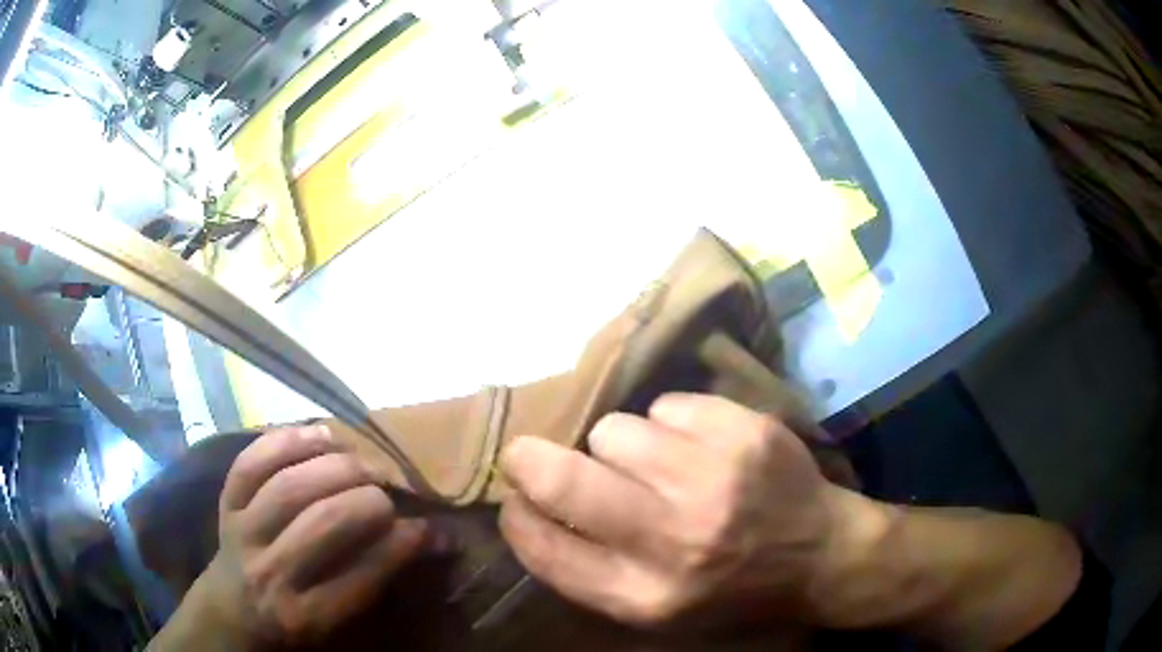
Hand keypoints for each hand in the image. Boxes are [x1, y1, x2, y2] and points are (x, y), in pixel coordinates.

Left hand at [175, 425, 432, 649]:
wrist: (234, 606)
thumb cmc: (299, 617)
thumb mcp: (340, 617)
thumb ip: (381, 577)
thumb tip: (440, 538)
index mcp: (307, 614)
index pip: (361, 575)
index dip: (400, 544)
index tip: (427, 526)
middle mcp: (270, 573)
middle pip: (323, 523)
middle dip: (367, 500)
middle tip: (388, 492)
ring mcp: (242, 533)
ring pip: (288, 487)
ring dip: (334, 466)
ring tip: (360, 463)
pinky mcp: (226, 504)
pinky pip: (252, 462)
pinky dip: (288, 441)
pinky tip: (320, 436)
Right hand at [498, 393, 871, 629]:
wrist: (821, 555)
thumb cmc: (731, 592)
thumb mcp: (656, 613)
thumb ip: (588, 572)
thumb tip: (528, 509)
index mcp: (645, 595)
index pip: (544, 548)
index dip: (517, 517)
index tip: (515, 501)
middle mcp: (677, 539)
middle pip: (564, 478)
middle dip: (530, 460)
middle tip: (531, 454)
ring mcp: (715, 478)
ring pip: (615, 430)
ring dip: (619, 447)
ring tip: (653, 466)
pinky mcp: (745, 432)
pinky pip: (665, 406)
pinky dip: (669, 424)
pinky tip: (697, 448)